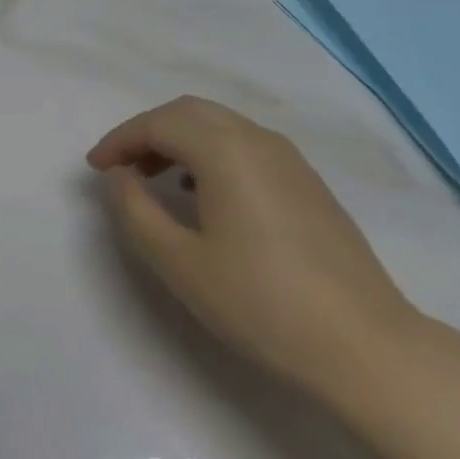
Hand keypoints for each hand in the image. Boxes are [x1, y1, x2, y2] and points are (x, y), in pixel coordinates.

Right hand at [90, 96, 421, 406]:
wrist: (365, 346)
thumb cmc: (261, 303)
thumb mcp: (179, 262)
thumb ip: (136, 210)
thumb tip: (118, 175)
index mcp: (225, 150)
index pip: (157, 124)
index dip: (119, 140)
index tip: (94, 168)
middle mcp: (257, 139)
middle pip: (189, 112)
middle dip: (147, 132)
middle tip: (121, 168)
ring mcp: (289, 158)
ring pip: (219, 125)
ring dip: (179, 139)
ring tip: (155, 179)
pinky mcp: (307, 181)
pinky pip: (245, 144)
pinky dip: (211, 152)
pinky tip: (204, 192)